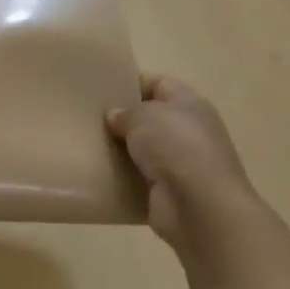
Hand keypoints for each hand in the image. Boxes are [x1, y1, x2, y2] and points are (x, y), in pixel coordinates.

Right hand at [107, 74, 260, 257]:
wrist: (199, 206)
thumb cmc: (175, 147)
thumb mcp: (142, 117)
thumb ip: (124, 113)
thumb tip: (115, 117)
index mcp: (189, 104)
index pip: (158, 83)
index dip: (132, 83)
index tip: (102, 90)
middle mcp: (189, 131)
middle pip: (150, 118)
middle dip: (122, 119)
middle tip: (90, 119)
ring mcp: (182, 163)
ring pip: (143, 149)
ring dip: (122, 149)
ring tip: (90, 144)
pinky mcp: (171, 191)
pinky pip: (140, 177)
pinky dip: (124, 176)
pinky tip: (101, 172)